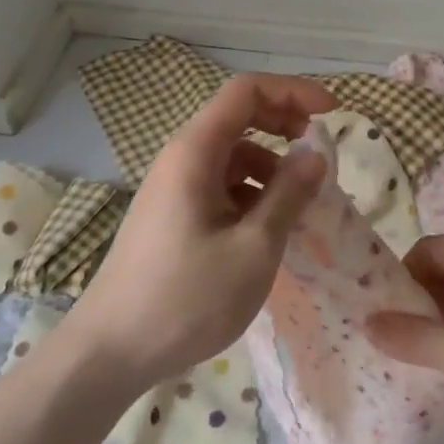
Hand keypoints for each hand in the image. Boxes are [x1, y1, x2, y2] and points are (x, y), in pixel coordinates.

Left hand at [66, 72, 334, 389]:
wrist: (111, 352)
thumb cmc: (186, 298)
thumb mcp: (254, 247)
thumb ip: (289, 193)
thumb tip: (316, 153)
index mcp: (195, 152)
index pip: (246, 91)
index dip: (293, 91)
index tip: (332, 112)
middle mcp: (181, 158)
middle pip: (238, 117)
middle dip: (284, 124)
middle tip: (320, 152)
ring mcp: (173, 188)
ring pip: (232, 156)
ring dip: (271, 166)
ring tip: (301, 202)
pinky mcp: (173, 215)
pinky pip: (220, 185)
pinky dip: (252, 193)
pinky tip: (269, 228)